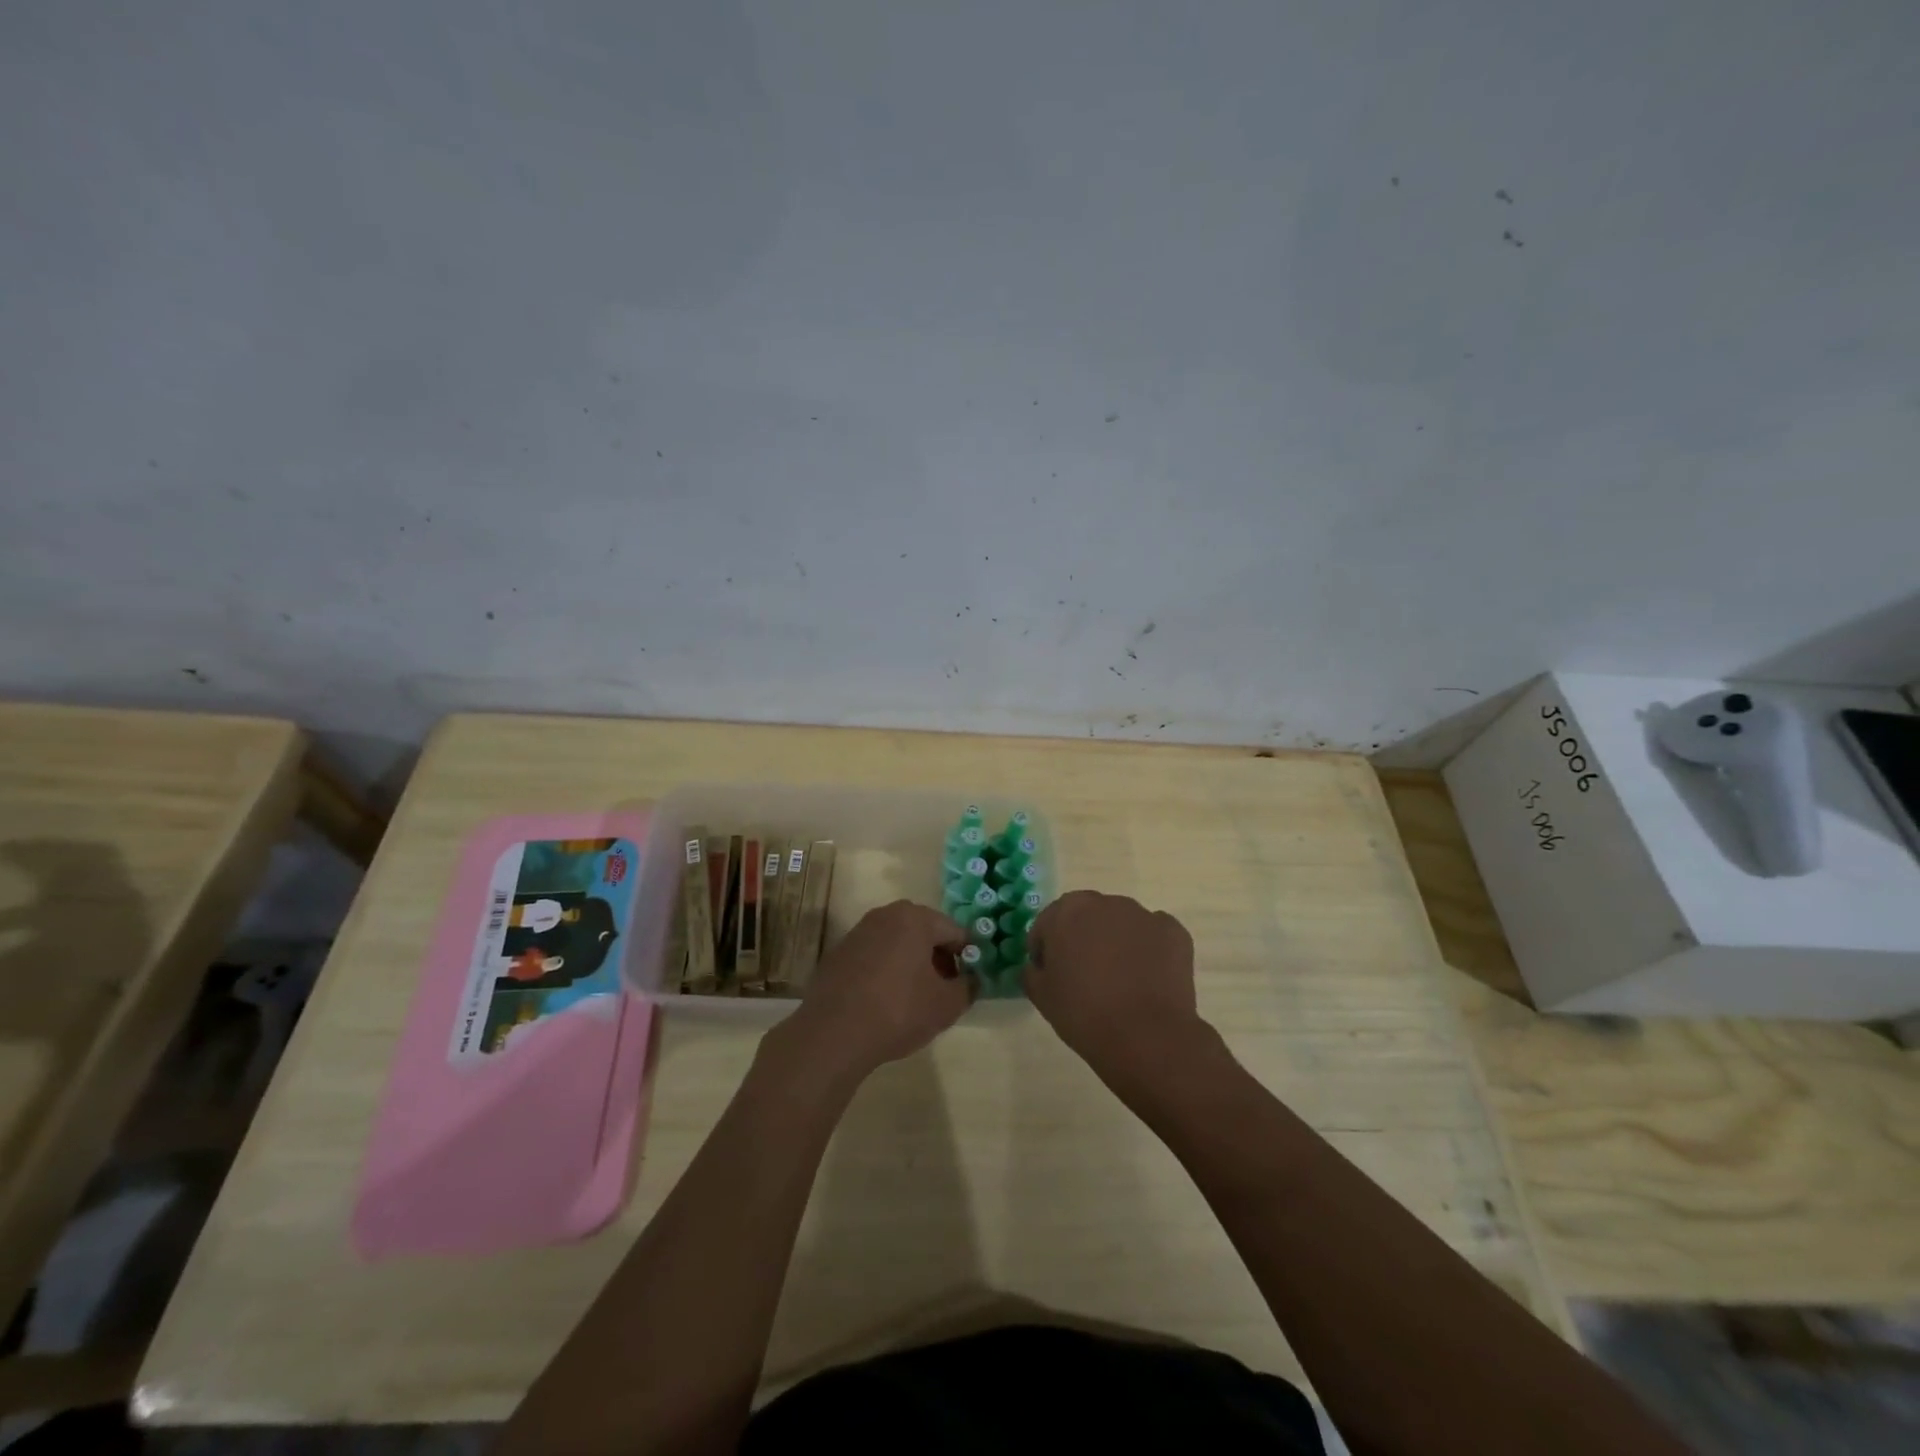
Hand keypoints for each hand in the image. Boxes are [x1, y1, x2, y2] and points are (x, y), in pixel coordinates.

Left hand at [784, 900, 970, 1079]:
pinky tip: (885, 1001)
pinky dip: (885, 971)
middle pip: (924, 932)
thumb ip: (968, 987)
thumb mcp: (946, 1006)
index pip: (954, 931)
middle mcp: (885, 915)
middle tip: (943, 990)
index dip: (967, 957)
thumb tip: (971, 979)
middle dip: (938, 958)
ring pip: (897, 943)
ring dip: (911, 964)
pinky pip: (874, 956)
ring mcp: (858, 932)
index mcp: (915, 918)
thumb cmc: (898, 1011)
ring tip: (915, 998)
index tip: (968, 982)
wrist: (832, 1034)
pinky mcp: (838, 953)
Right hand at [1026, 891, 1206, 1085]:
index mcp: (1068, 911)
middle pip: (1087, 916)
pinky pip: (1153, 936)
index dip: (1046, 949)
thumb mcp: (1041, 995)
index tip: (1051, 975)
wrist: (1145, 1037)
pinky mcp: (1174, 932)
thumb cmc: (1083, 1013)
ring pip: (1121, 923)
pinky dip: (1149, 950)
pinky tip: (1147, 980)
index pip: (1048, 924)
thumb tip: (1039, 966)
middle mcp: (1106, 902)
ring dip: (1116, 941)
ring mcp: (1143, 915)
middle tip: (1085, 975)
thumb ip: (1032, 971)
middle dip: (1083, 938)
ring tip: (1120, 980)